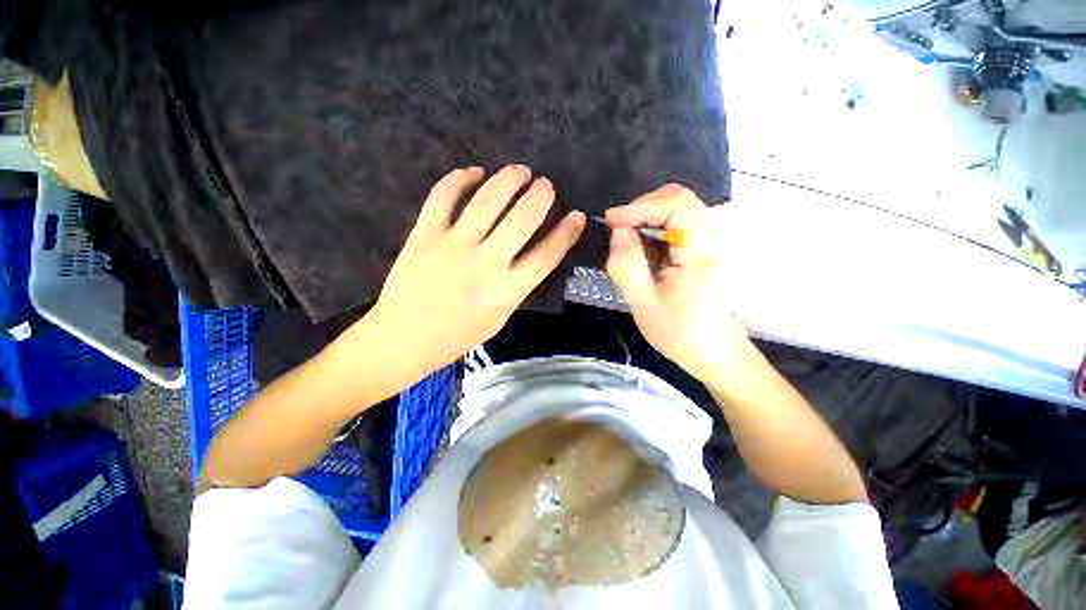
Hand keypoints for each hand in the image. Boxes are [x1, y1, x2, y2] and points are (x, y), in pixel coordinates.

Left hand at [365, 165, 584, 379]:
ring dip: (508, 180)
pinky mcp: (425, 234)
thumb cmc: (457, 335)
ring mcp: (453, 246)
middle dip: (540, 196)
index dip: (566, 233)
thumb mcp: (500, 318)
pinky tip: (474, 172)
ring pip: (487, 201)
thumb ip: (517, 285)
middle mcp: (485, 264)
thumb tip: (532, 254)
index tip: (577, 216)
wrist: (404, 338)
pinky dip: (460, 179)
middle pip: (521, 220)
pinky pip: (443, 196)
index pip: (546, 255)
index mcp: (507, 291)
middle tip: (545, 184)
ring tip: (520, 170)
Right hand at [604, 184, 748, 381]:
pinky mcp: (704, 246)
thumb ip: (627, 265)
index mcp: (704, 250)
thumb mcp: (644, 303)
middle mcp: (714, 236)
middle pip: (677, 199)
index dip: (640, 206)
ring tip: (625, 245)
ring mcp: (711, 239)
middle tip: (616, 232)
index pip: (677, 203)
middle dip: (641, 210)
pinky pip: (676, 223)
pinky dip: (653, 229)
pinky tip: (641, 252)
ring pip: (676, 209)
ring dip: (645, 219)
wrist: (713, 349)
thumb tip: (618, 230)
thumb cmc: (679, 332)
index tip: (611, 221)